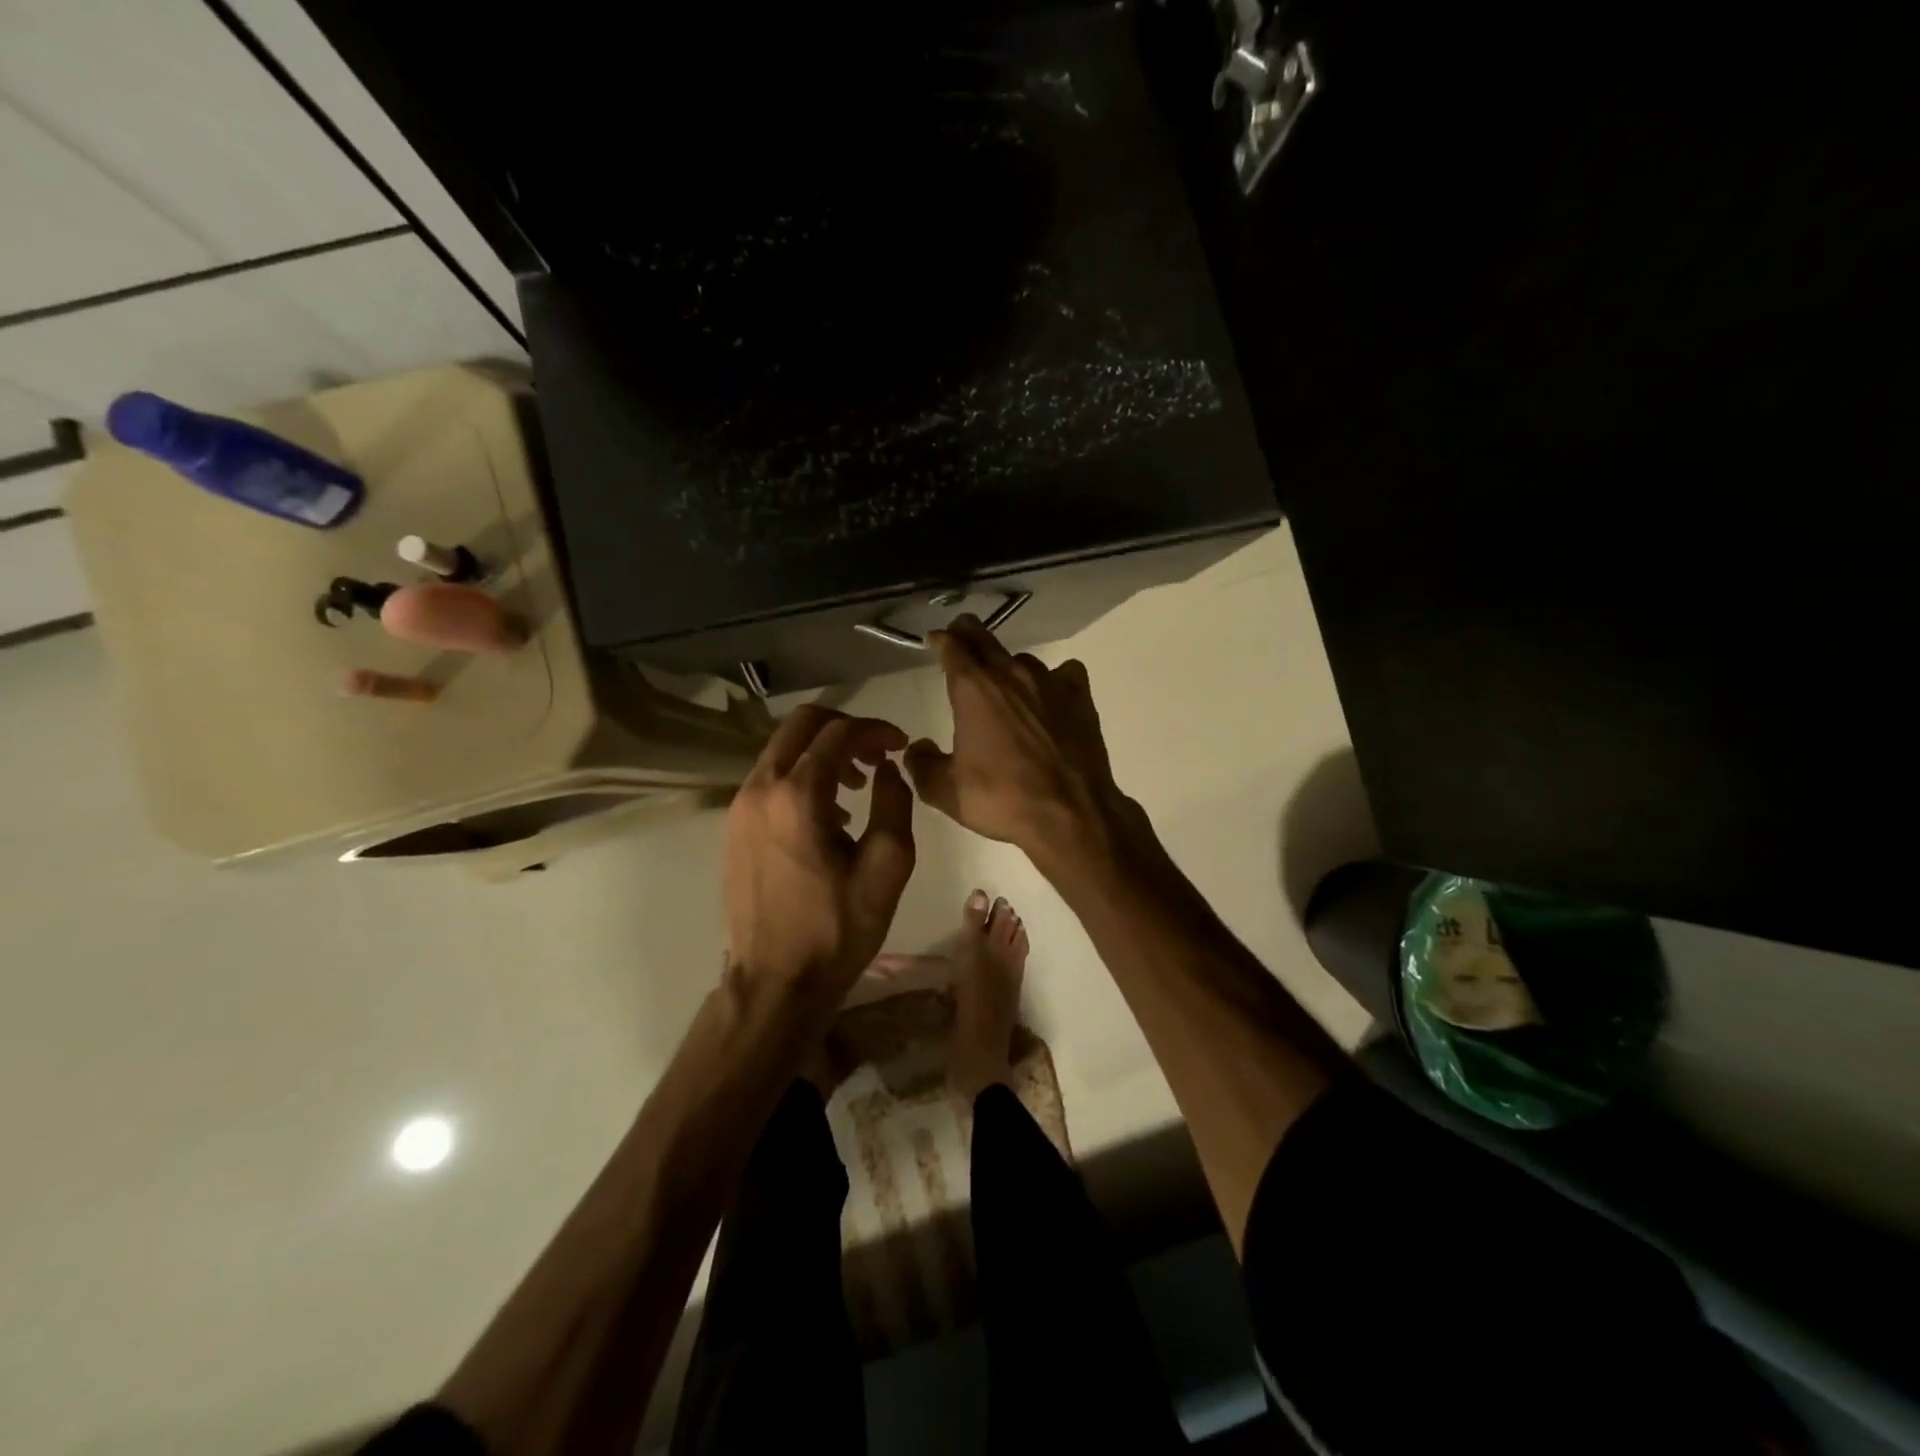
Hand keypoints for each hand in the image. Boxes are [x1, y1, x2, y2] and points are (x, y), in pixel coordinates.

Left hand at [724, 706, 915, 997]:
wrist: (775, 981)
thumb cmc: (837, 928)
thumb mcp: (886, 867)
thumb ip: (894, 803)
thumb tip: (888, 767)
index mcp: (797, 795)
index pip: (839, 732)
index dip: (876, 730)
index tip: (901, 746)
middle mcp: (760, 788)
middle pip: (801, 724)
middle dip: (845, 728)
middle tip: (877, 755)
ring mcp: (740, 806)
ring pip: (783, 749)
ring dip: (822, 752)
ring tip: (856, 787)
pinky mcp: (733, 826)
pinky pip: (770, 778)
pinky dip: (801, 775)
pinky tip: (827, 813)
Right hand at [905, 617, 1136, 866]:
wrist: (1070, 814)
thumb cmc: (1002, 799)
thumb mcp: (946, 791)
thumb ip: (922, 765)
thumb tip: (916, 748)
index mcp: (974, 689)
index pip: (951, 646)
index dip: (939, 640)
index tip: (933, 641)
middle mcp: (1011, 674)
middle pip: (984, 638)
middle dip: (967, 633)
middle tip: (959, 636)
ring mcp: (1050, 682)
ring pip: (1022, 659)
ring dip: (1008, 665)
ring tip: (1005, 683)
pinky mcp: (1079, 697)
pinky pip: (1063, 673)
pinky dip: (1053, 680)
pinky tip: (1050, 697)